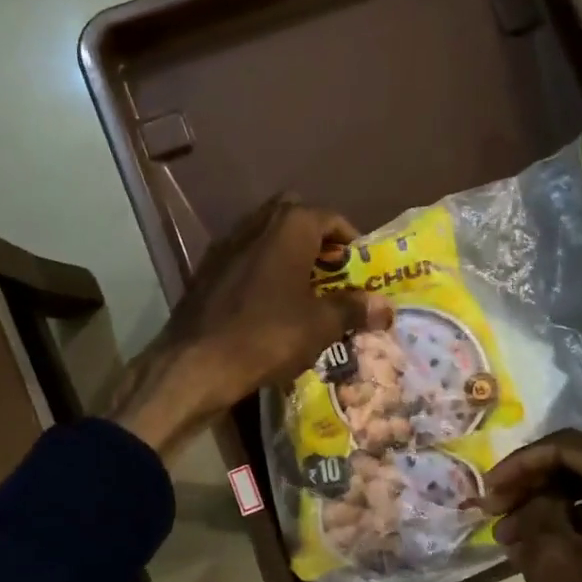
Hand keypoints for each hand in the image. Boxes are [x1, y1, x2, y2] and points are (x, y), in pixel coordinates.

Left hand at [111, 196, 388, 459]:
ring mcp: (226, 246)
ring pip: (266, 237)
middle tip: (332, 272)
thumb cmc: (268, 336)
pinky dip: (263, 270)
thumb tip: (386, 307)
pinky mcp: (207, 271)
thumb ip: (354, 309)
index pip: (329, 217)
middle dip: (316, 239)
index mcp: (288, 227)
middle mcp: (255, 225)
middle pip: (294, 218)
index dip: (350, 240)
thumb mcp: (320, 325)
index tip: (360, 267)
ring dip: (288, 254)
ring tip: (305, 290)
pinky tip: (270, 304)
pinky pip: (245, 259)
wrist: (196, 364)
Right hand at [480, 430, 581, 581]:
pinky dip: (574, 518)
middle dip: (533, 483)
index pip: (567, 446)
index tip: (488, 491)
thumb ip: (533, 509)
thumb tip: (528, 498)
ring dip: (549, 502)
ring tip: (510, 533)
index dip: (520, 463)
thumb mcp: (553, 558)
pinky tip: (540, 541)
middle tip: (495, 511)